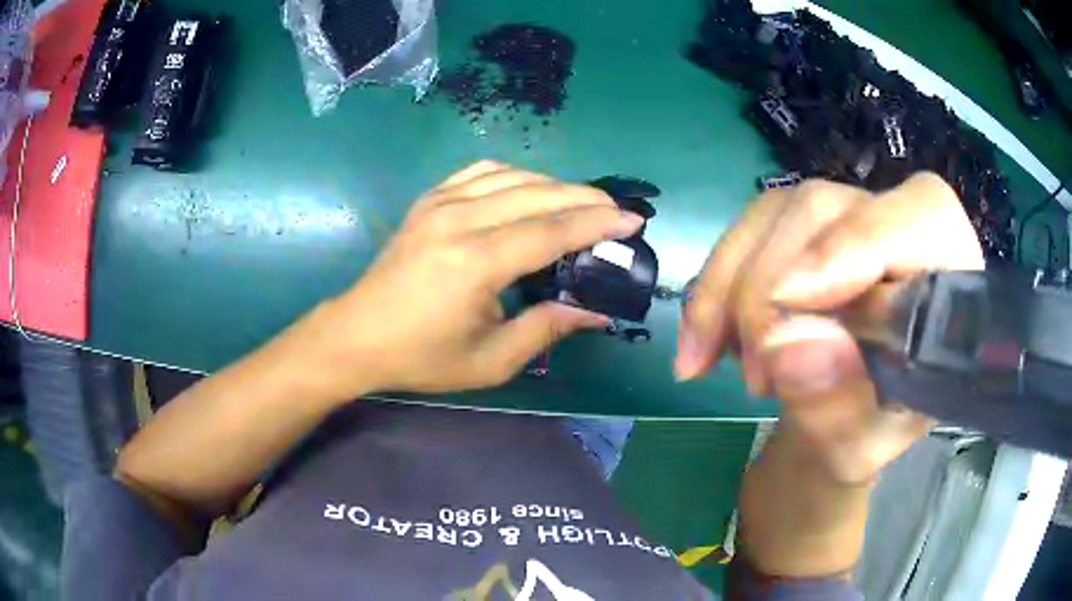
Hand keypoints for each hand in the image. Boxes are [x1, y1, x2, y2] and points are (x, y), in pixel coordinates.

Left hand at [305, 161, 643, 396]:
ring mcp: (440, 203)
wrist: (358, 335)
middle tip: (616, 211)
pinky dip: (515, 174)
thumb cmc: (422, 356)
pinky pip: (481, 171)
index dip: (597, 223)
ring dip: (554, 184)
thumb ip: (546, 328)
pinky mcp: (429, 200)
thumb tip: (596, 312)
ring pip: (513, 176)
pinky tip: (530, 188)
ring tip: (581, 202)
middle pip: (538, 194)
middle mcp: (460, 220)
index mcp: (475, 263)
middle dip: (585, 198)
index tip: (632, 221)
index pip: (551, 230)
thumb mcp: (490, 360)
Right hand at [676, 173, 984, 483]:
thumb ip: (837, 406)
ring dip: (731, 290)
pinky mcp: (802, 225)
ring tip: (720, 365)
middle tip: (755, 375)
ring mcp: (846, 214)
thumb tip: (785, 346)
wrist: (841, 424)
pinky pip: (746, 232)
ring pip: (775, 214)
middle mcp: (899, 223)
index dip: (853, 247)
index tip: (789, 305)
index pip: (916, 219)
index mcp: (947, 271)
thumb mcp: (860, 445)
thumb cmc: (869, 434)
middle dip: (770, 290)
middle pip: (825, 210)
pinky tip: (704, 343)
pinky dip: (713, 285)